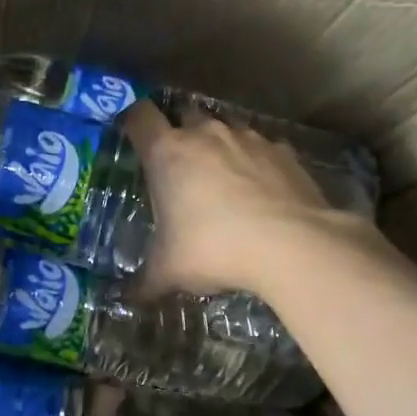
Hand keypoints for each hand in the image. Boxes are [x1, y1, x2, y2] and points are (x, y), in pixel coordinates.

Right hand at [122, 100, 364, 298]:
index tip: (132, 137)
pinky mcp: (283, 151)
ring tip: (221, 181)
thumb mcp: (170, 272)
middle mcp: (205, 134)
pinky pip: (260, 148)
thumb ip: (143, 283)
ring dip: (218, 147)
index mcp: (168, 153)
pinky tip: (260, 192)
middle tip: (178, 167)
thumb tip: (123, 300)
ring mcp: (248, 138)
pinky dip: (255, 163)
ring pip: (224, 129)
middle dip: (179, 134)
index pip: (138, 116)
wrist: (293, 245)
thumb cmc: (214, 249)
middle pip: (184, 115)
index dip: (131, 121)